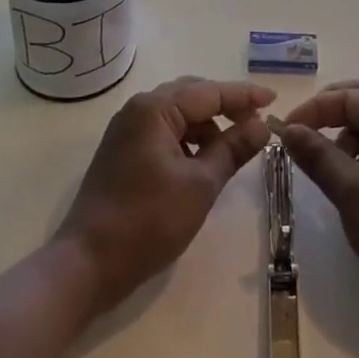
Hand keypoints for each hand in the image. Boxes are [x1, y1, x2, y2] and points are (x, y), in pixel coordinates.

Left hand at [54, 77, 273, 316]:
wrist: (85, 266)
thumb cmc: (146, 222)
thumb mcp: (200, 185)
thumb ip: (233, 149)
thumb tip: (262, 126)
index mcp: (155, 108)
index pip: (210, 92)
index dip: (244, 96)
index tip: (273, 99)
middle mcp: (138, 109)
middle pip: (192, 95)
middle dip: (226, 107)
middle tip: (256, 123)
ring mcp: (127, 131)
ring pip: (178, 114)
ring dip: (207, 125)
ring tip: (233, 147)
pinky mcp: (122, 152)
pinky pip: (165, 131)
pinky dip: (188, 140)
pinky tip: (203, 161)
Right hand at [275, 80, 358, 333]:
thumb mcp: (350, 190)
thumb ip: (317, 155)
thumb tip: (288, 129)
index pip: (349, 97)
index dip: (314, 109)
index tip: (284, 131)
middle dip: (333, 111)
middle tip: (304, 129)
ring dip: (347, 139)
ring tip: (328, 171)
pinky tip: (349, 188)